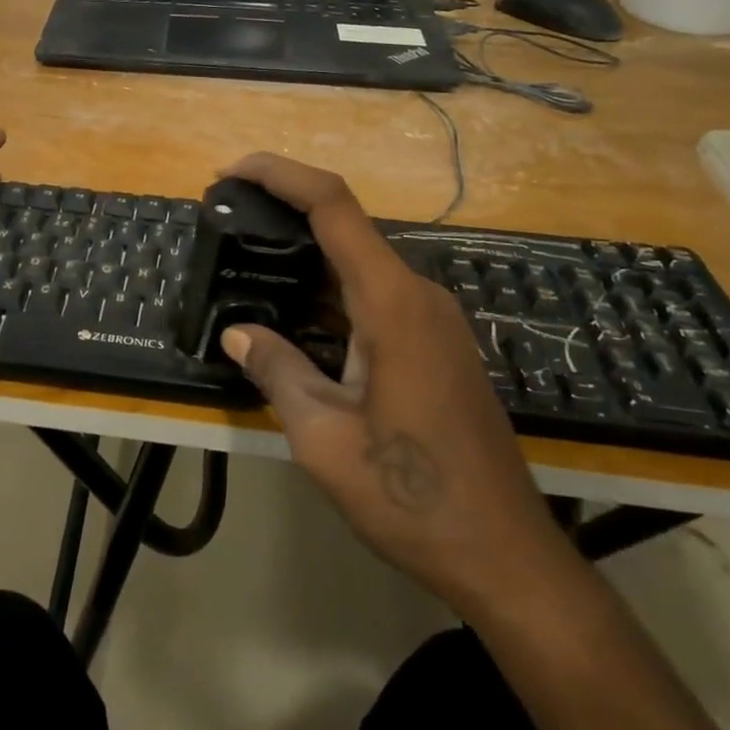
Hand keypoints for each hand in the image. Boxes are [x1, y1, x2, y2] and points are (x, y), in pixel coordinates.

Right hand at [217, 153, 578, 613]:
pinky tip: (294, 313)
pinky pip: (374, 297)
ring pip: (359, 264)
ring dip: (305, 256)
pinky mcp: (436, 345)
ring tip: (248, 263)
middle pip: (346, 227)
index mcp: (392, 303)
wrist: (504, 556)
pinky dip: (329, 292)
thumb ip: (278, 371)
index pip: (333, 206)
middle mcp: (418, 296)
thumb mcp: (323, 438)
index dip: (280, 175)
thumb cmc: (411, 497)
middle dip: (283, 212)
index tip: (231, 173)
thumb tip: (238, 332)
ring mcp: (433, 320)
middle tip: (226, 222)